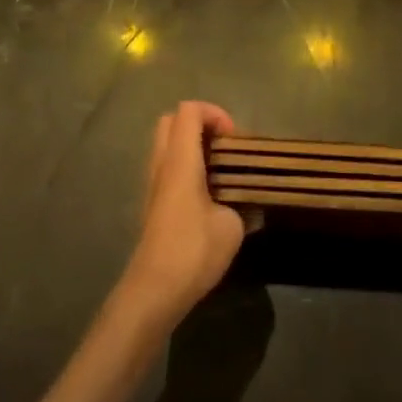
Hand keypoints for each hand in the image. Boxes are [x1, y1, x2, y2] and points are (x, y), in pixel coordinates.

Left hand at [114, 101, 248, 332]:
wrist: (153, 291)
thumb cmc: (193, 251)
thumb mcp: (232, 226)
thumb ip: (241, 205)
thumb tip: (249, 204)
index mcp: (180, 160)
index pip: (188, 111)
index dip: (214, 113)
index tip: (234, 139)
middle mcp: (161, 165)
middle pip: (171, 121)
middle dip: (200, 124)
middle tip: (224, 147)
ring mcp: (152, 185)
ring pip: (166, 145)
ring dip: (191, 146)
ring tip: (219, 169)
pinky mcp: (152, 204)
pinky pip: (166, 167)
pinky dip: (185, 166)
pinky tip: (207, 193)